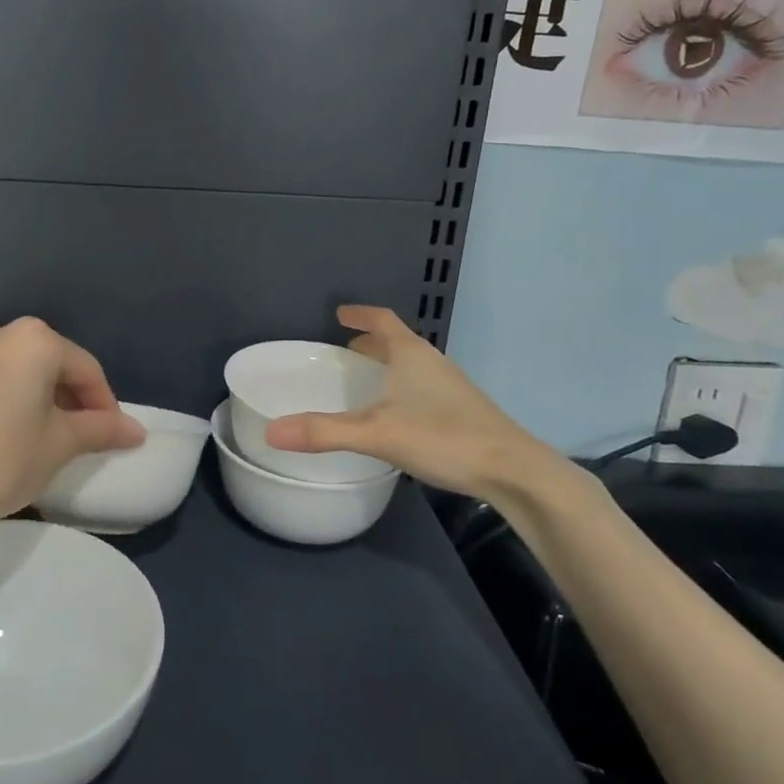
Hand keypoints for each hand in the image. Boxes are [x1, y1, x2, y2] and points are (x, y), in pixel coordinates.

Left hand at [0, 317, 143, 531]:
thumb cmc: (1, 458)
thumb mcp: (60, 444)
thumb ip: (101, 430)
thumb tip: (137, 431)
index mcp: (35, 339)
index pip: (86, 370)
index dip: (105, 405)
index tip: (113, 438)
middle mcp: (2, 333)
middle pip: (54, 365)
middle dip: (74, 400)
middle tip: (85, 440)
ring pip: (24, 371)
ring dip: (44, 400)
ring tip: (52, 438)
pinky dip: (15, 398)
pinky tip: (17, 432)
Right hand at [263, 305, 571, 512]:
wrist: (513, 470)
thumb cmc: (443, 438)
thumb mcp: (376, 434)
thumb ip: (323, 432)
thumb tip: (270, 431)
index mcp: (411, 355)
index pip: (382, 321)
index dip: (360, 314)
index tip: (340, 312)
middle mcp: (432, 363)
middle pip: (397, 342)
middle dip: (370, 342)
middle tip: (345, 348)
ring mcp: (451, 387)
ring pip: (412, 366)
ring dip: (388, 365)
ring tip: (366, 380)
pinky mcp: (462, 411)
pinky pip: (423, 386)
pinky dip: (402, 387)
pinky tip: (397, 414)